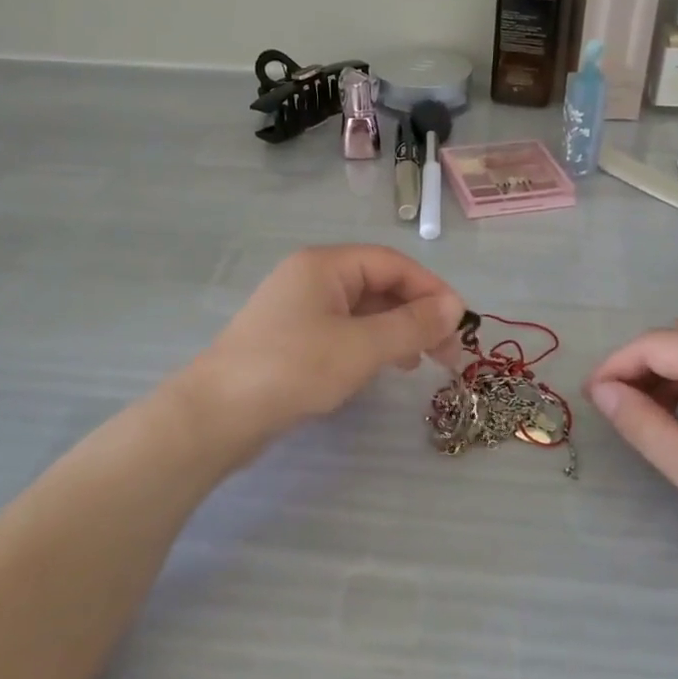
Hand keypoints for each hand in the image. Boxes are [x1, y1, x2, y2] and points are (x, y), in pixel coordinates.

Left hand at [185, 245, 464, 447]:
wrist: (218, 415)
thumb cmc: (294, 369)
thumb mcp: (362, 346)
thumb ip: (412, 325)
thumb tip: (455, 306)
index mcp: (325, 265)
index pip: (393, 263)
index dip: (431, 289)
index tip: (460, 323)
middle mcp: (311, 278)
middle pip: (379, 285)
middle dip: (417, 314)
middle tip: (447, 353)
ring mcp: (298, 310)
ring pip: (363, 311)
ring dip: (398, 331)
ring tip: (422, 362)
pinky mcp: (292, 340)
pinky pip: (344, 332)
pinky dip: (372, 345)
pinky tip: (385, 367)